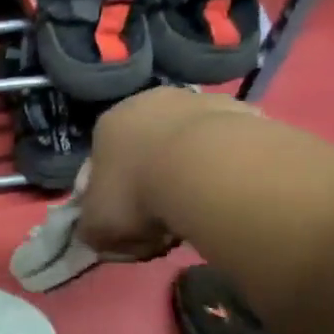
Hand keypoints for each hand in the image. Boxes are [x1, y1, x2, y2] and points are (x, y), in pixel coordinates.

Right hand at [78, 86, 260, 258]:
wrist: (210, 171)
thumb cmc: (139, 194)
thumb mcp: (97, 226)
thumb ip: (92, 228)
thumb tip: (100, 233)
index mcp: (108, 124)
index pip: (101, 162)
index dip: (110, 196)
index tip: (126, 224)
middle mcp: (148, 101)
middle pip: (145, 148)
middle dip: (151, 179)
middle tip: (164, 219)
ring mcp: (197, 100)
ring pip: (186, 143)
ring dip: (189, 170)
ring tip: (201, 207)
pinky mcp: (241, 109)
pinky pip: (225, 146)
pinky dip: (225, 167)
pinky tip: (229, 192)